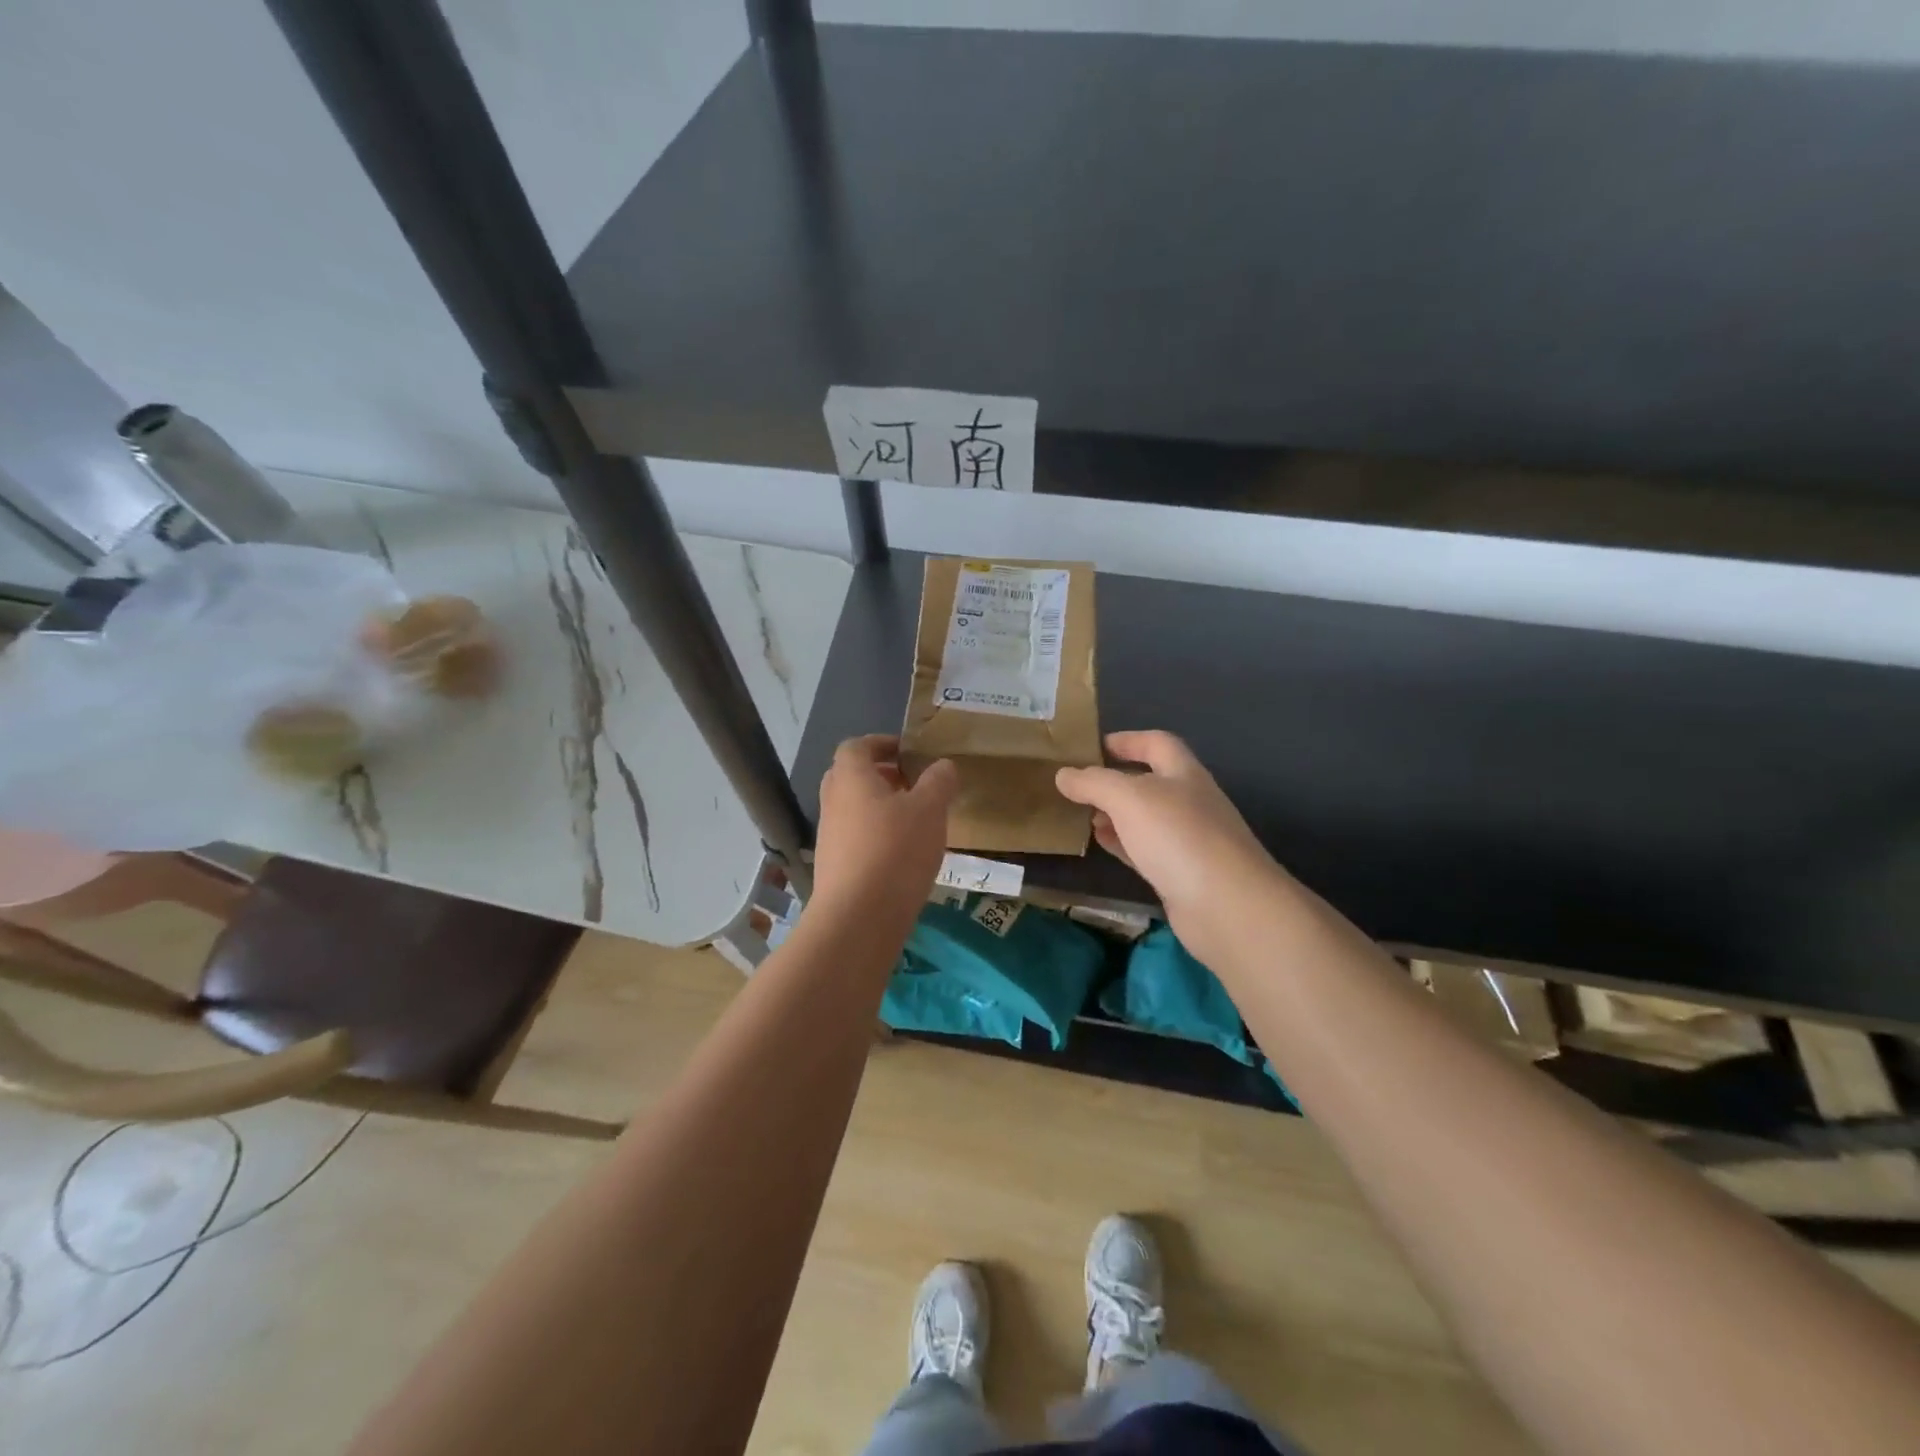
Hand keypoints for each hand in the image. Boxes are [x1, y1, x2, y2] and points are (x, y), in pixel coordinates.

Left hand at [811, 736, 956, 923]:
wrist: (858, 918)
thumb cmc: (895, 850)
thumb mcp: (930, 810)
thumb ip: (938, 782)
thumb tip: (942, 766)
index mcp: (851, 778)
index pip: (857, 746)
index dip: (881, 743)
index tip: (908, 752)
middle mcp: (833, 802)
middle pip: (852, 776)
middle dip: (882, 776)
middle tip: (913, 784)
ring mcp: (829, 836)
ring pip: (854, 809)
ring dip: (880, 808)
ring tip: (915, 821)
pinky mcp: (834, 867)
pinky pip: (855, 838)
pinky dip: (877, 836)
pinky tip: (904, 854)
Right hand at [1056, 731, 1285, 961]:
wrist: (1226, 906)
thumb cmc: (1178, 837)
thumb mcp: (1129, 798)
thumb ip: (1094, 783)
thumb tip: (1063, 774)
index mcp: (1184, 774)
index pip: (1156, 743)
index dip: (1127, 740)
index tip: (1093, 747)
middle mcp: (1190, 802)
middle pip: (1150, 782)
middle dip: (1115, 781)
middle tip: (1078, 786)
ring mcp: (1188, 840)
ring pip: (1145, 819)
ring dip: (1115, 814)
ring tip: (1082, 816)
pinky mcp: (1181, 874)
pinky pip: (1145, 850)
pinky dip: (1122, 843)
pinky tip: (1100, 844)